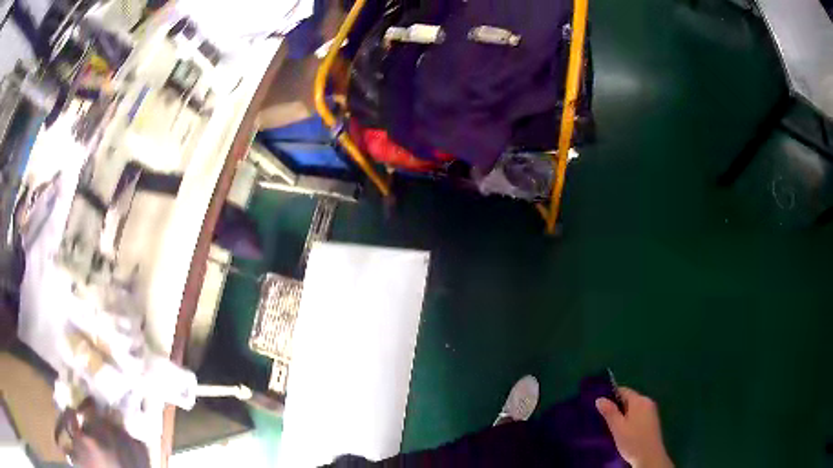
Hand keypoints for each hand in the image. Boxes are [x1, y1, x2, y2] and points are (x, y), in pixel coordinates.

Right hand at [596, 387, 673, 467]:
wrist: (649, 456)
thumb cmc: (632, 441)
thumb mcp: (617, 427)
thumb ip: (609, 412)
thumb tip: (600, 398)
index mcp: (639, 400)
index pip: (623, 390)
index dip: (611, 396)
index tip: (599, 406)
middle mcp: (647, 402)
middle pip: (629, 399)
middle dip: (617, 407)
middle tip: (603, 418)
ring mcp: (652, 412)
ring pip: (634, 408)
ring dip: (623, 415)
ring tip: (611, 426)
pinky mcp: (653, 421)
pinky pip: (639, 415)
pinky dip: (630, 420)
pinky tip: (623, 431)